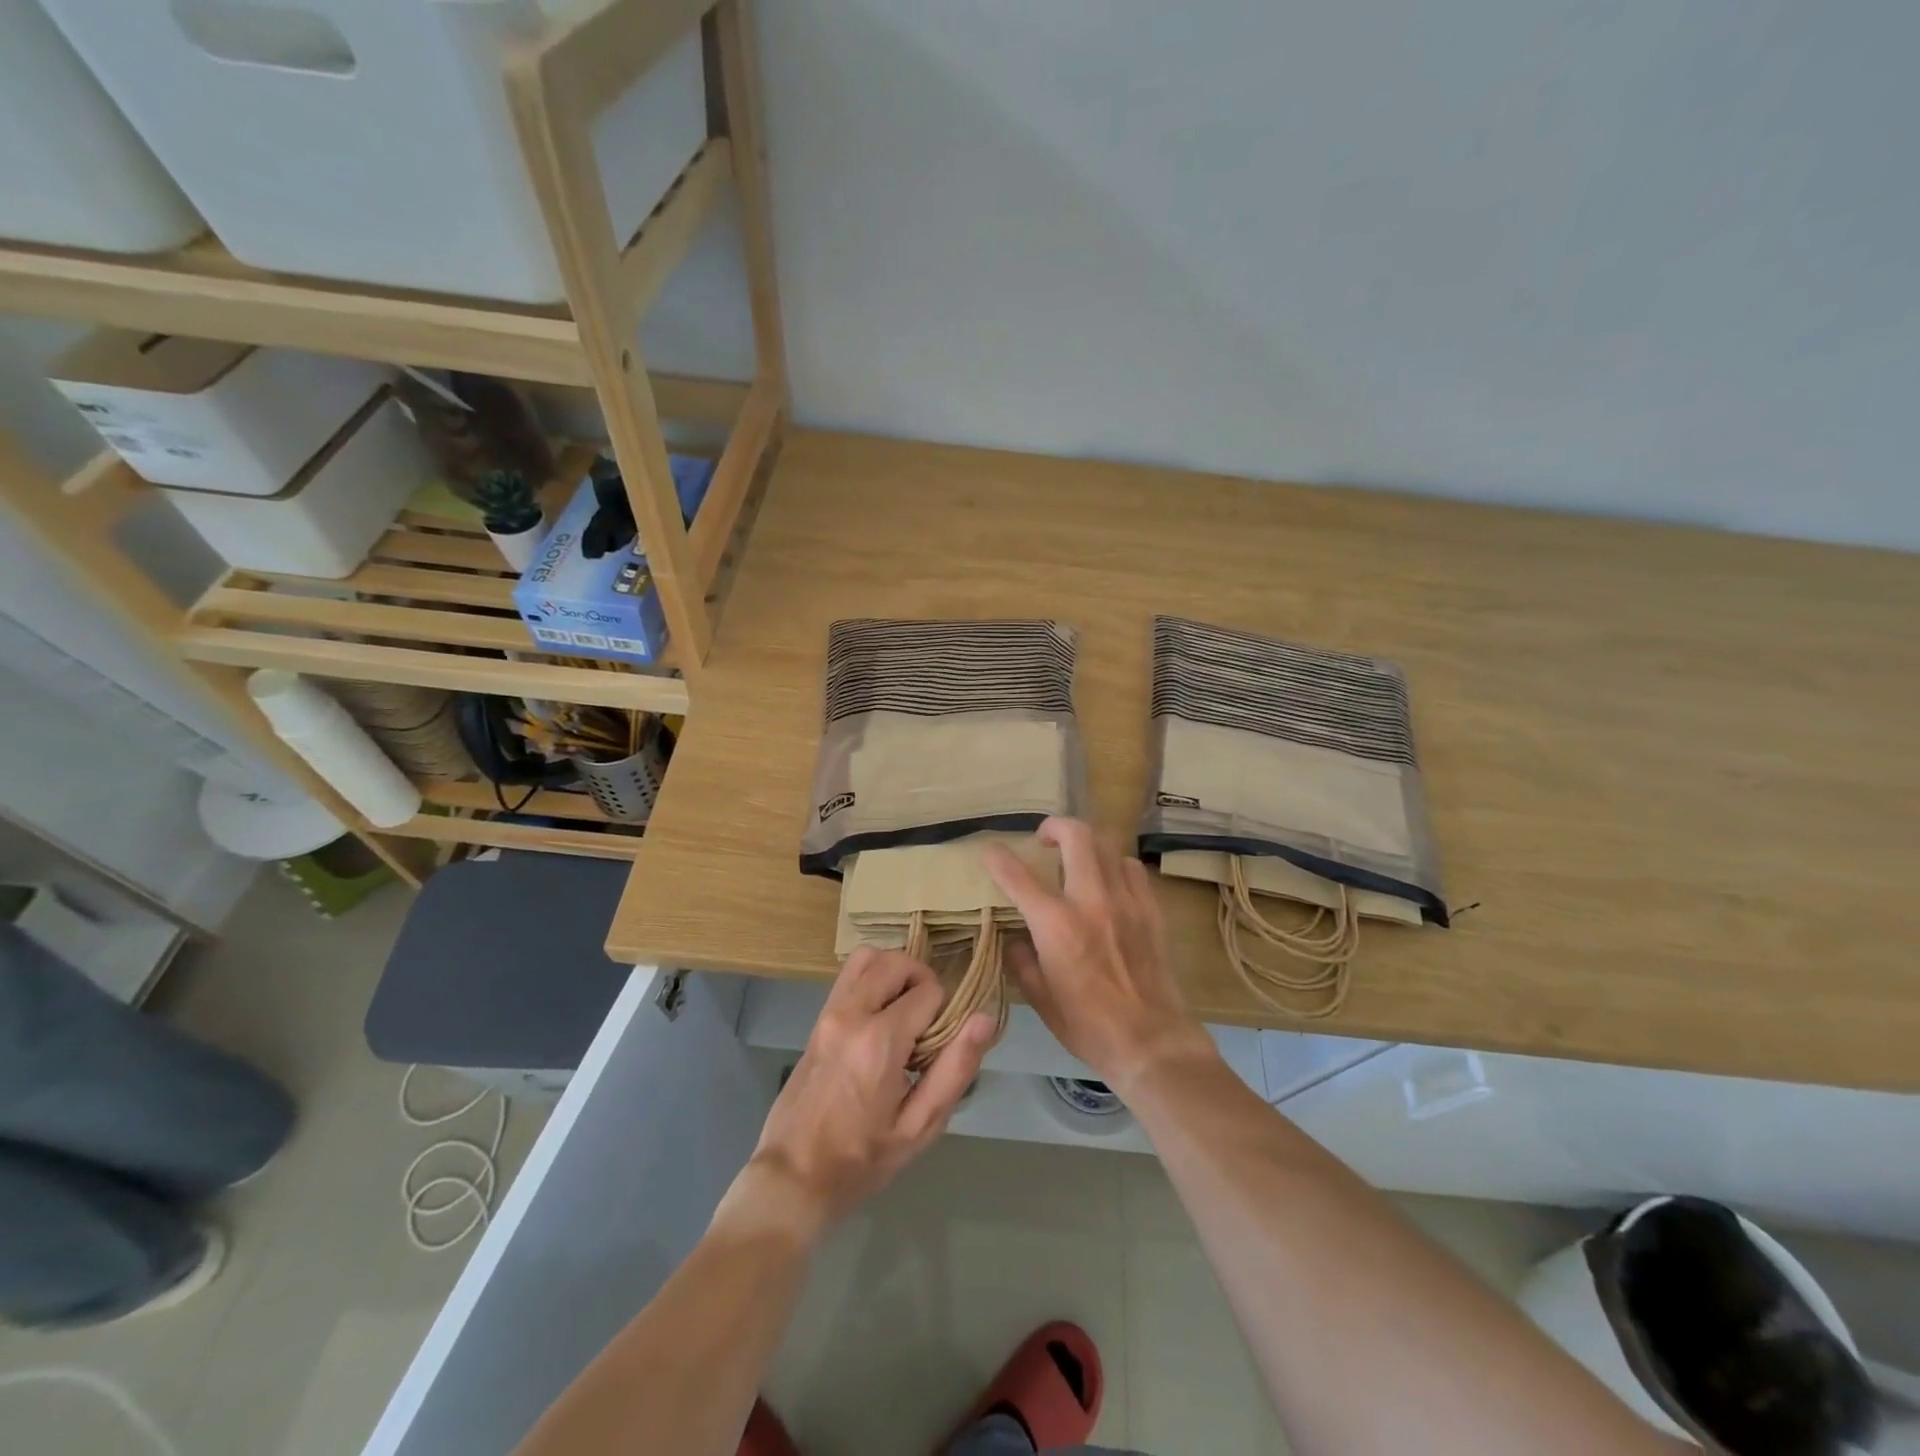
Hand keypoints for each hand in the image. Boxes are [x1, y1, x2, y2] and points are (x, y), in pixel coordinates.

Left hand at [742, 947, 994, 1238]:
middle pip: (897, 962)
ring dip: (895, 973)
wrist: (793, 1177)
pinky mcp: (817, 1017)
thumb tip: (985, 1019)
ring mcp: (829, 1012)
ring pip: (869, 957)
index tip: (939, 1047)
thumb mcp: (919, 1127)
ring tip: (905, 1012)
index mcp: (879, 1042)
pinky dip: (872, 978)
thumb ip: (955, 1069)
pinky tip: (881, 1016)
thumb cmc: (861, 1160)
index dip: (945, 1013)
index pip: (929, 991)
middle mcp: (851, 1013)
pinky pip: (849, 975)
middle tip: (929, 1023)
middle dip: (923, 981)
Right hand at [986, 817, 1213, 1091]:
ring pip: (1107, 845)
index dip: (999, 858)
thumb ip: (1023, 961)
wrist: (1151, 1042)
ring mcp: (1125, 901)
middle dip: (1054, 826)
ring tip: (1076, 856)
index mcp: (1056, 925)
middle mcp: (1091, 901)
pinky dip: (1114, 863)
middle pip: (1076, 836)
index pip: (1018, 876)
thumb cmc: (1088, 1026)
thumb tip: (1017, 939)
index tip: (991, 851)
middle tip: (1044, 838)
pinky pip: (1132, 868)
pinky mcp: (1150, 910)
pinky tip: (1109, 879)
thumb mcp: (1041, 999)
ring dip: (1085, 843)